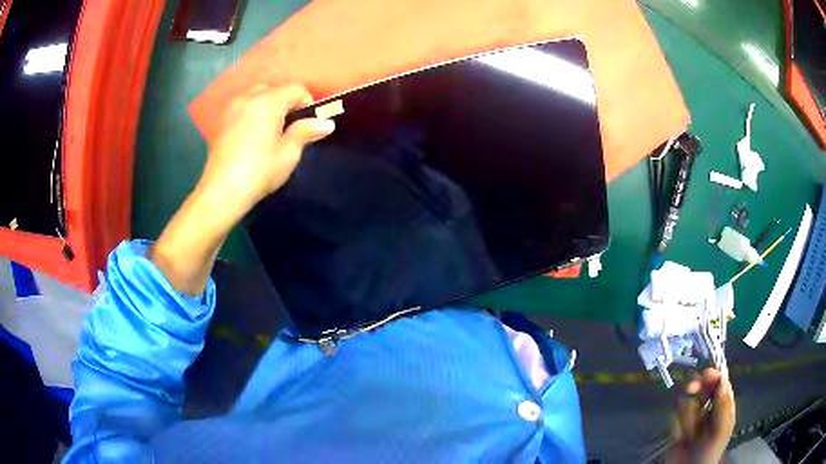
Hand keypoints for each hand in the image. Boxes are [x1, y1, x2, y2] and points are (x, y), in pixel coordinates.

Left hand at [197, 83, 334, 218]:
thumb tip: (326, 123)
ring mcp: (232, 107)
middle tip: (289, 128)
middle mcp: (248, 97)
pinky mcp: (222, 119)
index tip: (307, 125)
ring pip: (258, 94)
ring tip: (271, 130)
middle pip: (276, 88)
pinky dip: (254, 111)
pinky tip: (254, 134)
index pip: (296, 88)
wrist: (222, 192)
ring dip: (270, 105)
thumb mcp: (288, 153)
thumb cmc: (259, 171)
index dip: (307, 103)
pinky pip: (245, 105)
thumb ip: (306, 132)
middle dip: (287, 103)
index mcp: (267, 101)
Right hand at [666, 368, 735, 463]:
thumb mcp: (719, 430)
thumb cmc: (708, 452)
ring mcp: (692, 416)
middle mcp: (709, 407)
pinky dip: (676, 425)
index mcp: (723, 406)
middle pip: (703, 387)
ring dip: (686, 415)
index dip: (714, 376)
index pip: (720, 383)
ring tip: (688, 433)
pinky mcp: (677, 424)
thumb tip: (722, 379)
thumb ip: (722, 406)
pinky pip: (674, 417)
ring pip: (687, 401)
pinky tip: (679, 437)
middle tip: (690, 389)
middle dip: (696, 388)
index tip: (706, 374)